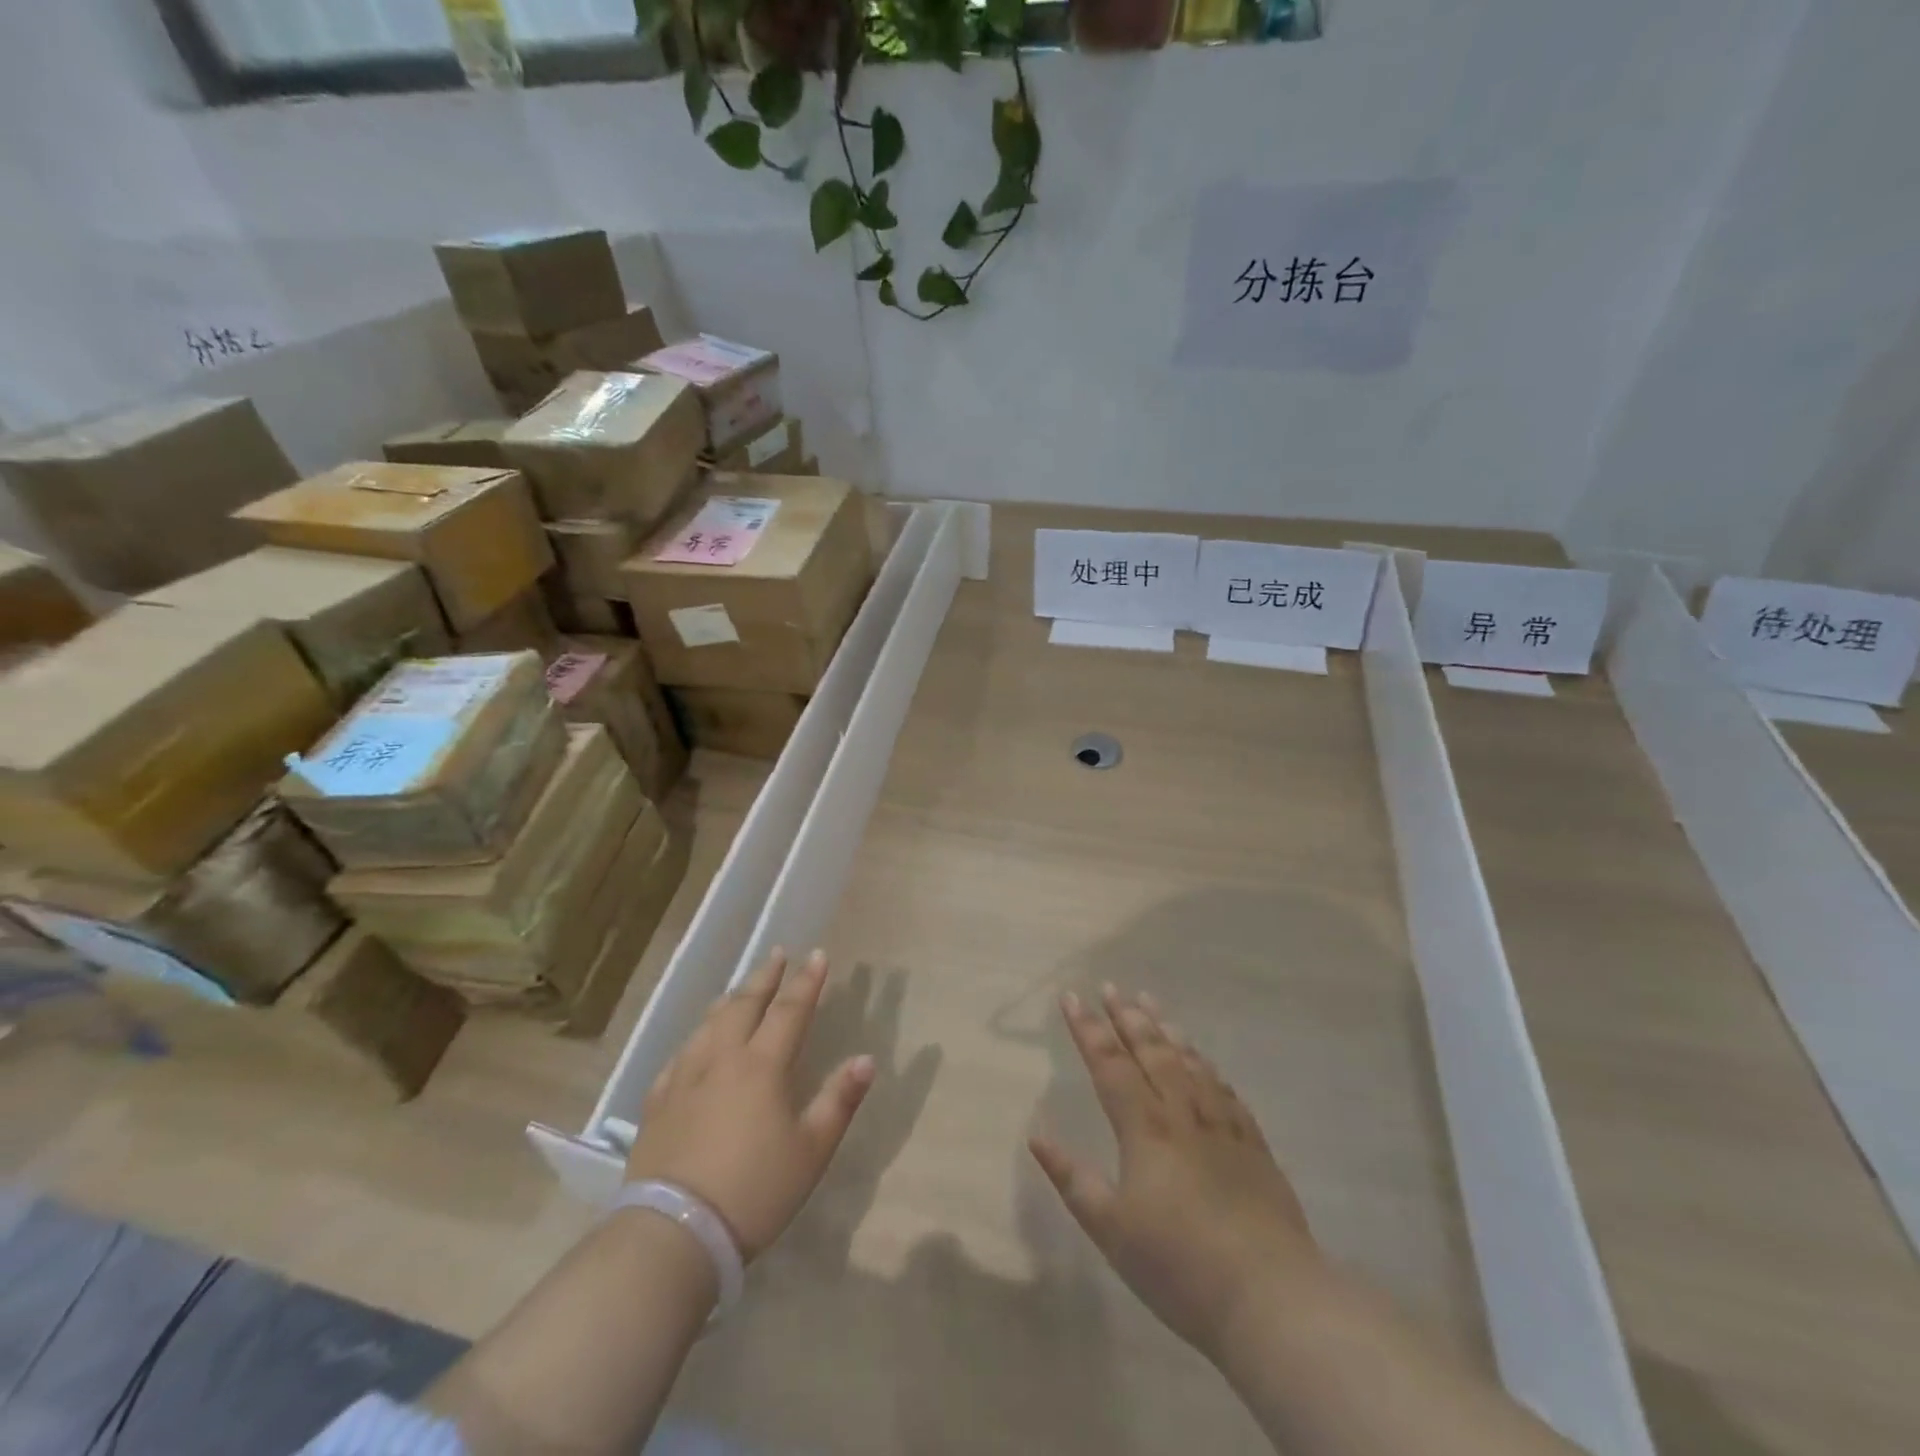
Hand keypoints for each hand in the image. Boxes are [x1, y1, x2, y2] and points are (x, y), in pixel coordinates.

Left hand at [626, 949, 875, 1258]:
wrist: (672, 1234)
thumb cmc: (753, 1191)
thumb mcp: (811, 1151)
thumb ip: (839, 1101)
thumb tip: (867, 1059)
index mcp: (762, 1065)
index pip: (790, 1010)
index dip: (807, 981)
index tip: (818, 955)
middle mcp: (722, 1058)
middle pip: (745, 1005)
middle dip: (765, 977)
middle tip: (777, 954)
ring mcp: (684, 1078)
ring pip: (709, 1023)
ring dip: (730, 999)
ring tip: (740, 988)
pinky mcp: (657, 1103)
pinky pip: (680, 1054)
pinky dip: (697, 1036)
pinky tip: (696, 1041)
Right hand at [1030, 986, 1326, 1363]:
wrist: (1270, 1297)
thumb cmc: (1178, 1265)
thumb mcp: (1110, 1229)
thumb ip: (1072, 1177)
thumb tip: (1036, 1134)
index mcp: (1144, 1127)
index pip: (1109, 1063)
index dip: (1088, 1028)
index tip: (1071, 997)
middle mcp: (1182, 1112)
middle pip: (1151, 1051)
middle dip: (1127, 1016)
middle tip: (1111, 987)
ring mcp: (1222, 1125)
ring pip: (1189, 1062)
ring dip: (1166, 1030)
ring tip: (1150, 1004)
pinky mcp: (1253, 1145)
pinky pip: (1225, 1089)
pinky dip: (1207, 1066)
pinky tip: (1204, 1061)